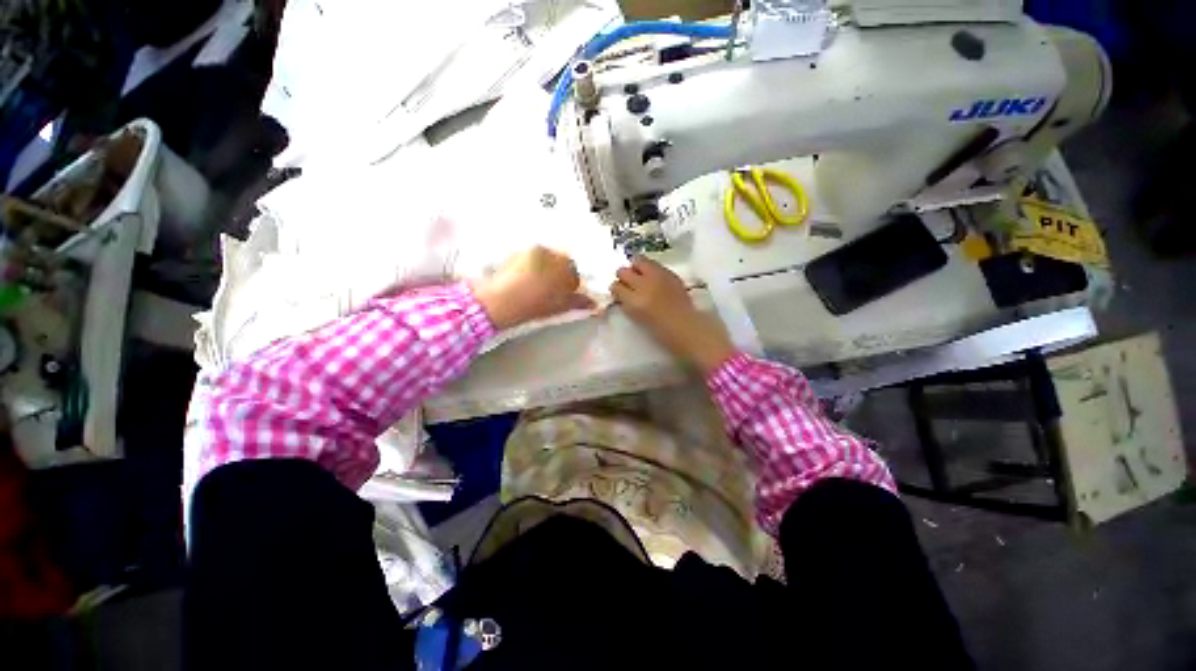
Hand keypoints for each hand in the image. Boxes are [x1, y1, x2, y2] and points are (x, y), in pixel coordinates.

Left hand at [472, 246, 594, 329]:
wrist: (504, 300)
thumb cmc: (536, 304)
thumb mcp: (561, 306)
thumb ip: (580, 302)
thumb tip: (594, 304)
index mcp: (567, 266)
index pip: (575, 274)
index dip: (571, 285)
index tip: (564, 294)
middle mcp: (552, 253)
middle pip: (561, 263)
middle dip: (558, 274)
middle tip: (550, 289)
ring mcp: (533, 251)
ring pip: (545, 259)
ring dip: (545, 268)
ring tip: (536, 284)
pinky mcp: (518, 252)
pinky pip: (530, 258)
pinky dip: (531, 266)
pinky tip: (524, 279)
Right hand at [610, 256, 734, 374]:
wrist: (686, 325)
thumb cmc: (660, 328)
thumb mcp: (636, 317)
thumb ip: (626, 302)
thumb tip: (620, 292)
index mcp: (635, 301)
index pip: (616, 286)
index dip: (616, 290)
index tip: (619, 293)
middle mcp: (644, 284)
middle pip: (623, 271)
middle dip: (623, 276)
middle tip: (627, 283)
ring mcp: (658, 276)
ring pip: (637, 260)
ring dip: (635, 268)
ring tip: (640, 277)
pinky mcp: (669, 272)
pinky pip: (652, 264)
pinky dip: (649, 269)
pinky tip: (653, 279)